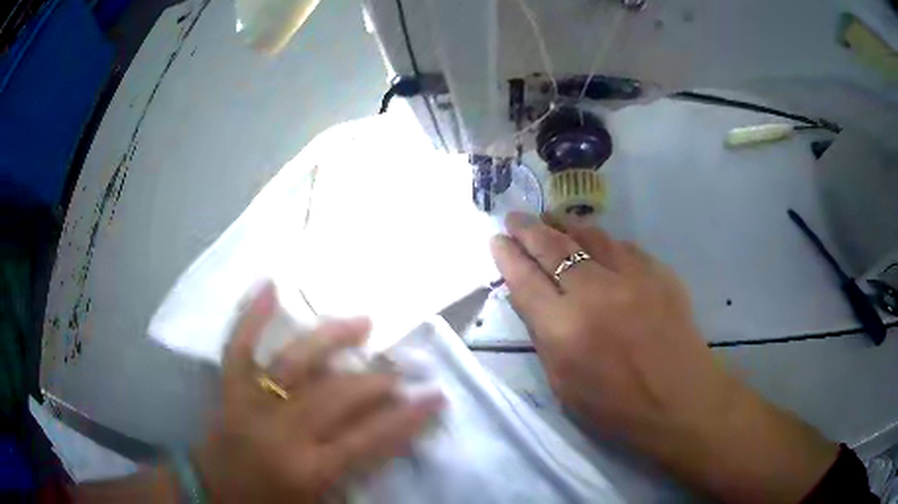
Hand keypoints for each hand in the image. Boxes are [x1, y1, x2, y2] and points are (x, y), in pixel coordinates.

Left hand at [194, 283, 442, 502]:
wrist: (213, 495)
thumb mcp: (321, 501)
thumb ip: (354, 473)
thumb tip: (384, 434)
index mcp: (309, 470)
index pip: (370, 440)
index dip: (407, 418)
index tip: (435, 397)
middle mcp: (282, 433)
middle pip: (337, 396)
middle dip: (376, 383)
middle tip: (399, 373)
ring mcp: (250, 406)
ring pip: (295, 364)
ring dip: (331, 339)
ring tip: (362, 323)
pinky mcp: (228, 391)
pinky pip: (239, 349)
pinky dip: (251, 316)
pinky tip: (270, 285)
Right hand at [490, 213, 836, 502]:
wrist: (699, 411)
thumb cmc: (631, 419)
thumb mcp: (579, 394)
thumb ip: (558, 344)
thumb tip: (545, 310)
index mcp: (574, 336)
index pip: (530, 279)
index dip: (511, 256)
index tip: (497, 239)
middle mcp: (602, 299)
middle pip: (558, 252)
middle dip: (533, 232)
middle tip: (516, 216)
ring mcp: (637, 280)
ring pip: (593, 239)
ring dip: (569, 227)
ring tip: (551, 213)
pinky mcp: (664, 276)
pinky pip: (626, 245)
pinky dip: (604, 235)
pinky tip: (596, 230)